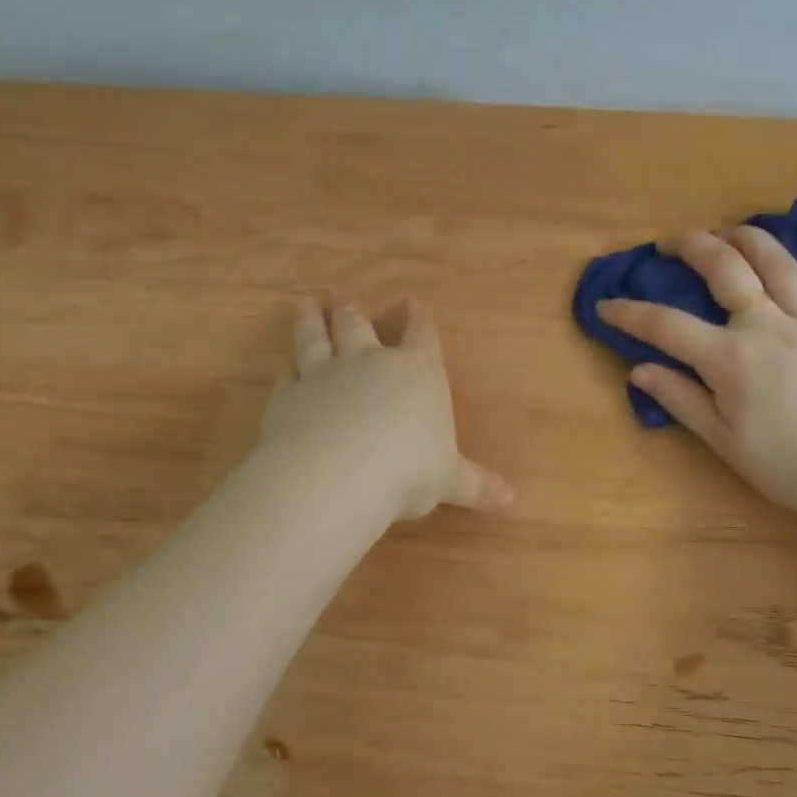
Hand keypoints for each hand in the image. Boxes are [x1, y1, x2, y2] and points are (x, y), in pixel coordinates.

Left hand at [263, 297, 512, 520]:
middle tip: (338, 296)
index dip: (417, 317)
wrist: (338, 476)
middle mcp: (369, 362)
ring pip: (315, 337)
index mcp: (416, 371)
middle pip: (357, 324)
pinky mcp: (288, 396)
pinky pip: (288, 375)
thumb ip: (475, 485)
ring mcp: (324, 374)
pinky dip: (287, 369)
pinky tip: (285, 367)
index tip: (411, 303)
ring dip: (311, 321)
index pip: (420, 333)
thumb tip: (511, 500)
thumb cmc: (408, 470)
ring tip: (305, 305)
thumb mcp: (449, 480)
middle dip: (350, 309)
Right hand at [597, 227, 796, 518]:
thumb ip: (681, 400)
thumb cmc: (790, 465)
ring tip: (729, 232)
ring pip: (779, 263)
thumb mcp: (725, 442)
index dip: (630, 313)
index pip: (667, 325)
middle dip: (693, 246)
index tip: (605, 305)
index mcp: (731, 357)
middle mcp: (768, 325)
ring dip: (749, 239)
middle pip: (726, 268)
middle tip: (671, 242)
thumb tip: (640, 371)